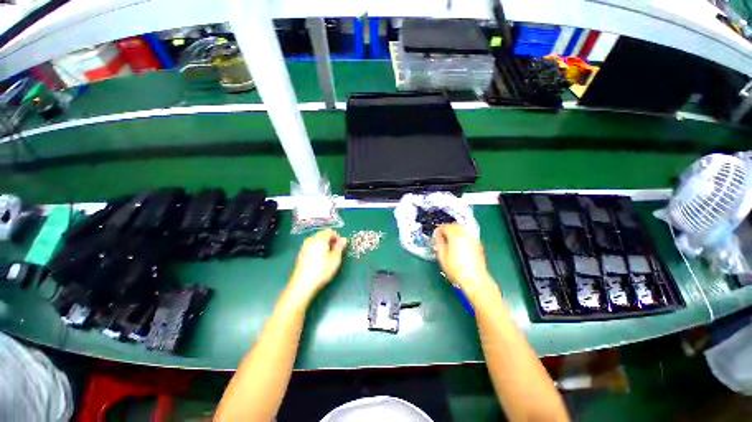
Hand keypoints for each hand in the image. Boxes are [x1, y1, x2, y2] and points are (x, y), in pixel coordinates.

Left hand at [287, 229, 346, 303]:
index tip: (341, 246)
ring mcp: (304, 247)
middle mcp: (310, 240)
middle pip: (323, 234)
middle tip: (336, 251)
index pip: (330, 231)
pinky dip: (318, 248)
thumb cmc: (322, 271)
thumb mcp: (335, 259)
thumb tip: (343, 239)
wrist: (302, 285)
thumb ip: (340, 247)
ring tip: (329, 256)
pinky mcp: (301, 254)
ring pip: (317, 240)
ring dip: (325, 244)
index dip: (337, 237)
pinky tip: (320, 260)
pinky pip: (312, 246)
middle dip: (331, 240)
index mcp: (319, 239)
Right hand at [435, 224, 494, 299]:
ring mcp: (473, 238)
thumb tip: (438, 235)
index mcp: (455, 235)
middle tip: (441, 237)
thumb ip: (439, 242)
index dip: (438, 230)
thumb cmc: (456, 269)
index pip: (445, 226)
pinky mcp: (478, 244)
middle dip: (447, 229)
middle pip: (454, 225)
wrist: (475, 280)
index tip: (435, 236)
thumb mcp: (442, 256)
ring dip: (454, 231)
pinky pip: (467, 235)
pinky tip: (458, 245)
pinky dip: (461, 236)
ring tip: (449, 241)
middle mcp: (465, 234)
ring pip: (462, 229)